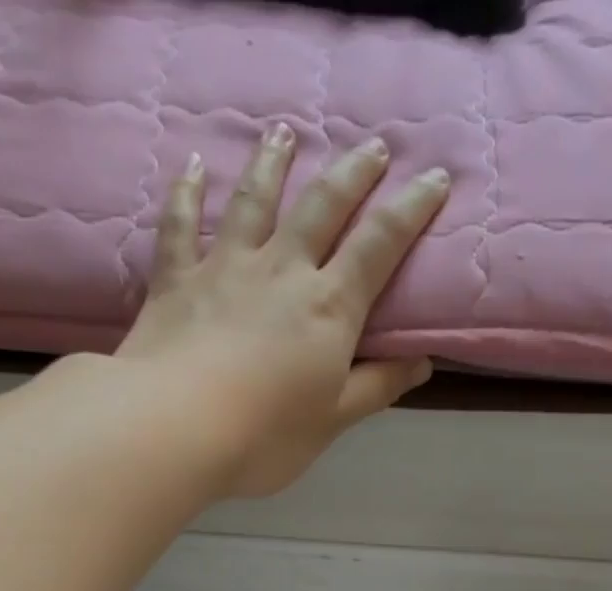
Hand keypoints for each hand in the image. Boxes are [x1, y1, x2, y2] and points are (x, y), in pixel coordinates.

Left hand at [117, 125, 450, 498]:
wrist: (176, 429)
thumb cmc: (265, 436)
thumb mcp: (334, 421)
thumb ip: (377, 387)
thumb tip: (422, 361)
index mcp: (329, 307)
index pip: (379, 245)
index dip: (411, 209)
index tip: (436, 177)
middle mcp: (282, 270)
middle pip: (322, 206)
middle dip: (354, 173)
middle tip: (374, 147)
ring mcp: (225, 266)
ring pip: (255, 199)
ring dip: (273, 162)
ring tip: (285, 132)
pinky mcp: (176, 278)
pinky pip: (181, 224)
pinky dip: (186, 192)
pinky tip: (190, 166)